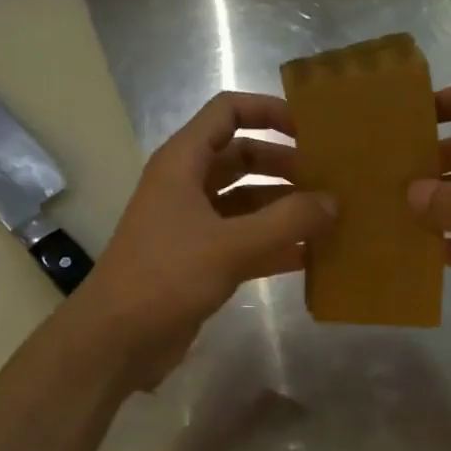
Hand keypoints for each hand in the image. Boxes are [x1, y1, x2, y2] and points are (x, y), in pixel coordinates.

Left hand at [67, 91, 333, 389]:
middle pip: (242, 157)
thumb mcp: (231, 245)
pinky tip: (312, 256)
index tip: (311, 128)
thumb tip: (333, 202)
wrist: (117, 340)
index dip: (268, 111)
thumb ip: (287, 221)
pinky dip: (275, 244)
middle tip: (330, 178)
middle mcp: (188, 186)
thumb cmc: (167, 276)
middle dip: (285, 164)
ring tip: (330, 216)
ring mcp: (194, 225)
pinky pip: (246, 240)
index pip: (227, 112)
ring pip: (247, 201)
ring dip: (284, 206)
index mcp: (183, 163)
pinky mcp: (201, 260)